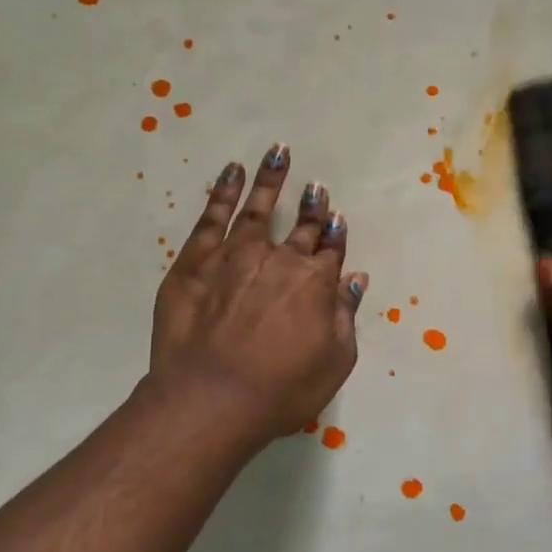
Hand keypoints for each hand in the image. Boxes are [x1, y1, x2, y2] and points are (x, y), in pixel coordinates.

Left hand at [150, 144, 368, 444]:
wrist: (210, 399)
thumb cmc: (280, 391)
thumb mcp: (334, 363)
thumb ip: (345, 316)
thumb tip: (354, 278)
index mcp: (315, 284)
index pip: (330, 250)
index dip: (335, 233)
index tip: (335, 216)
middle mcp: (280, 260)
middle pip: (301, 227)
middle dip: (312, 206)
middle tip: (316, 187)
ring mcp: (235, 255)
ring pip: (258, 209)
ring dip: (271, 180)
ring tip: (278, 153)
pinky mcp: (196, 261)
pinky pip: (213, 216)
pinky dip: (224, 191)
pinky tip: (233, 172)